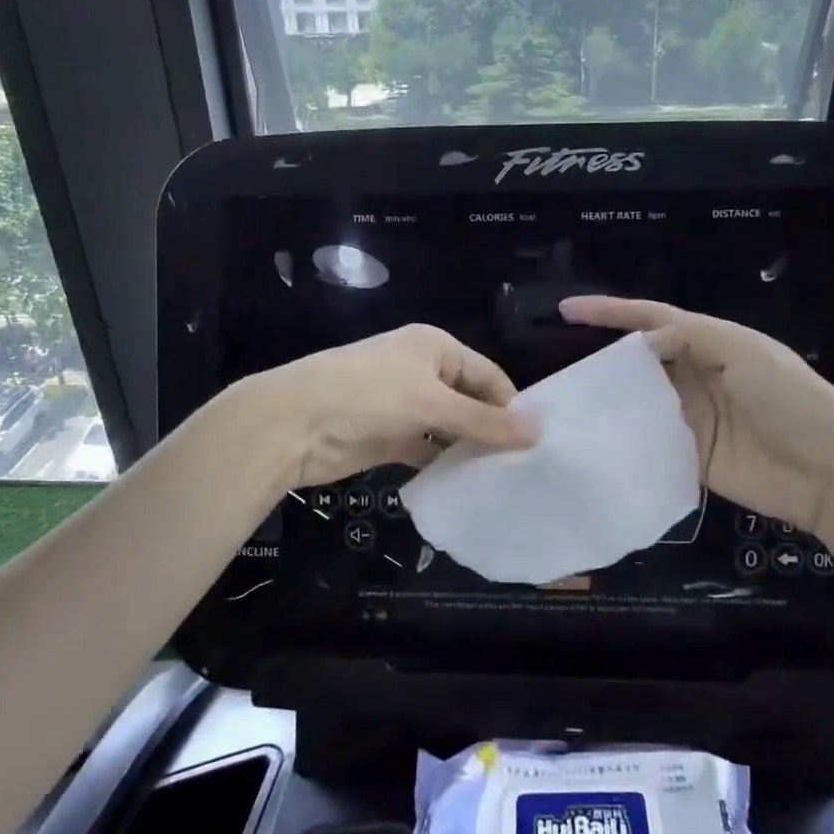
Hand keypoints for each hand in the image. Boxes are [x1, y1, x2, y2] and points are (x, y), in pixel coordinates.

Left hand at [247, 324, 536, 489]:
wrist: (293, 424)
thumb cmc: (368, 396)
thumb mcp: (432, 402)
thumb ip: (485, 421)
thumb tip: (539, 431)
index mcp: (435, 347)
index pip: (489, 375)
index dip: (511, 406)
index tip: (537, 443)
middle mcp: (422, 371)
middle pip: (470, 401)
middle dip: (492, 430)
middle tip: (526, 468)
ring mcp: (403, 406)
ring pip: (449, 429)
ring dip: (469, 451)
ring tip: (505, 481)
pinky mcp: (388, 438)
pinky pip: (426, 451)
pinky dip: (443, 465)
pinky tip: (467, 487)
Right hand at [559, 296, 833, 537]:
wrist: (830, 472)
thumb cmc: (790, 400)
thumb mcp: (744, 352)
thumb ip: (691, 337)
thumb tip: (639, 341)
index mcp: (711, 342)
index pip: (653, 319)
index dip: (611, 312)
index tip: (567, 310)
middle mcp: (696, 375)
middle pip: (640, 360)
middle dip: (602, 357)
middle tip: (559, 367)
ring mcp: (692, 416)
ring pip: (640, 399)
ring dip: (609, 399)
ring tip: (566, 401)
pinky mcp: (690, 454)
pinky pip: (649, 439)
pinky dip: (625, 437)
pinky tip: (594, 438)